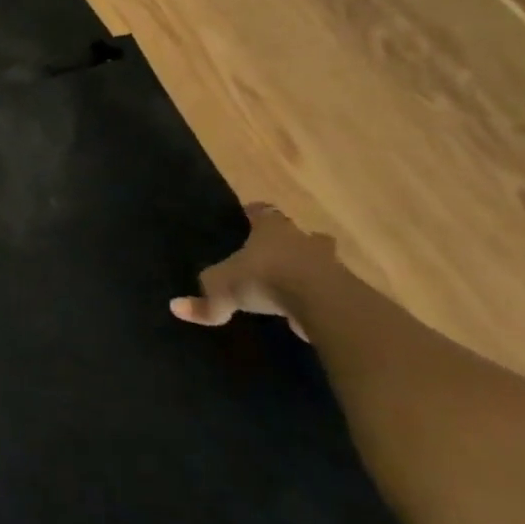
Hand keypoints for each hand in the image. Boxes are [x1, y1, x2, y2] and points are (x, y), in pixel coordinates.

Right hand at [170, 204, 337, 340]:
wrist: (324, 303)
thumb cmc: (266, 279)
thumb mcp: (222, 290)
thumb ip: (204, 302)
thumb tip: (175, 307)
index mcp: (272, 228)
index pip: (263, 211)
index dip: (254, 214)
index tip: (247, 218)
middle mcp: (303, 239)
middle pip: (299, 234)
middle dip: (291, 242)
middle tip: (276, 254)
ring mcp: (331, 264)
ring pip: (320, 261)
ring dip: (310, 270)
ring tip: (293, 286)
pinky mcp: (348, 291)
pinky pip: (332, 291)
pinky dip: (321, 298)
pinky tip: (308, 312)